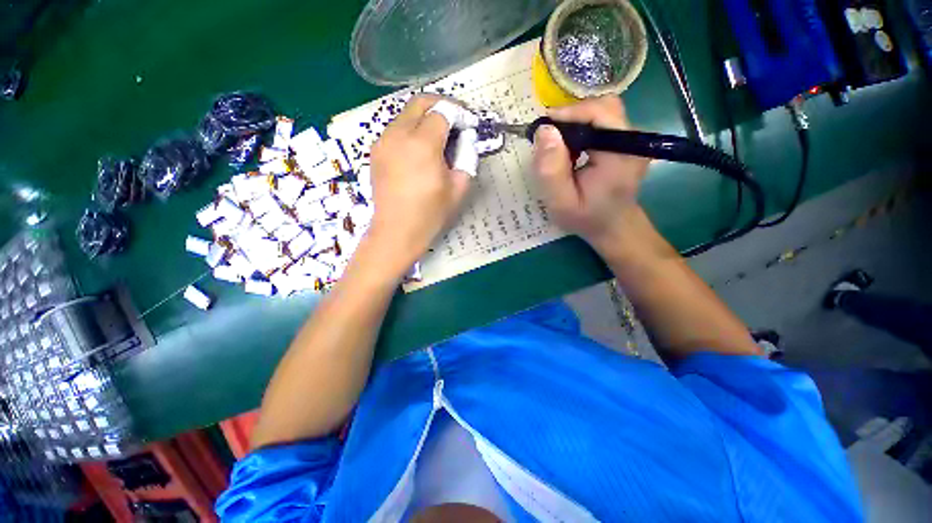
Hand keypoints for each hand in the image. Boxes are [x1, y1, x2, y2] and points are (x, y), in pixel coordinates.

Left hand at [365, 95, 472, 270]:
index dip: (459, 114)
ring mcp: (383, 141)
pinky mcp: (376, 151)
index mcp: (423, 144)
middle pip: (420, 102)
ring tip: (438, 138)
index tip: (469, 125)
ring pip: (406, 114)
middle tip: (456, 121)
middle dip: (442, 105)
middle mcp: (399, 134)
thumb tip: (465, 138)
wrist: (397, 231)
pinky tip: (419, 150)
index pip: (443, 111)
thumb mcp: (459, 187)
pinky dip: (411, 130)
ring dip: (425, 118)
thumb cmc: (431, 213)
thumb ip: (467, 156)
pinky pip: (396, 129)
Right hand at [531, 96, 650, 253]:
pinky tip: (571, 152)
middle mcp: (633, 139)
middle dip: (570, 119)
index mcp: (622, 151)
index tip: (542, 130)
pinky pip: (602, 123)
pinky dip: (582, 131)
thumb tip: (544, 132)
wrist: (613, 227)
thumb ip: (551, 170)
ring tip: (559, 149)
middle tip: (549, 142)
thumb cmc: (587, 218)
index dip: (567, 115)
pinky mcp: (626, 141)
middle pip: (601, 108)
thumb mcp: (562, 202)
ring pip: (601, 113)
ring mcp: (632, 139)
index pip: (598, 112)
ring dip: (575, 125)